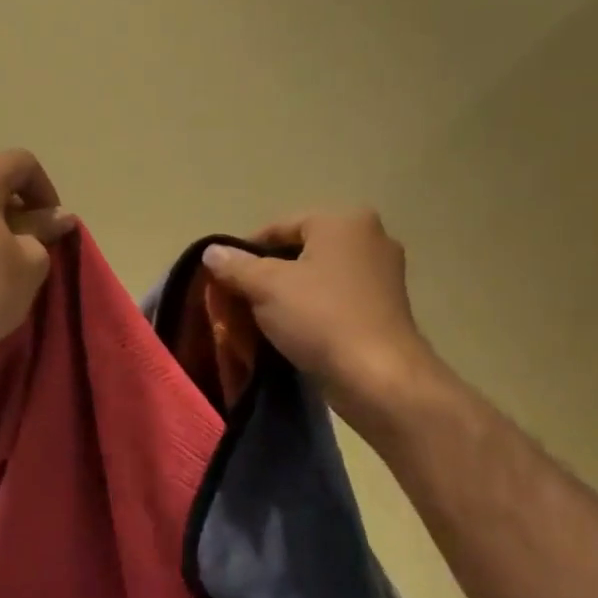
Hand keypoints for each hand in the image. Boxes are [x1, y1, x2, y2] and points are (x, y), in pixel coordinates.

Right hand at [201, 211, 434, 405]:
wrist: (378, 376)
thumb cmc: (320, 318)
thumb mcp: (266, 287)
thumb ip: (235, 265)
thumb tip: (211, 252)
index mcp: (343, 221)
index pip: (279, 226)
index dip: (245, 251)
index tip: (224, 279)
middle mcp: (370, 237)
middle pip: (301, 250)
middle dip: (269, 273)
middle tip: (241, 300)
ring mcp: (383, 274)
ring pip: (319, 276)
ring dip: (290, 294)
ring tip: (263, 319)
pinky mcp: (386, 308)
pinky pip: (337, 299)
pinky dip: (314, 309)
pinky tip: (295, 332)